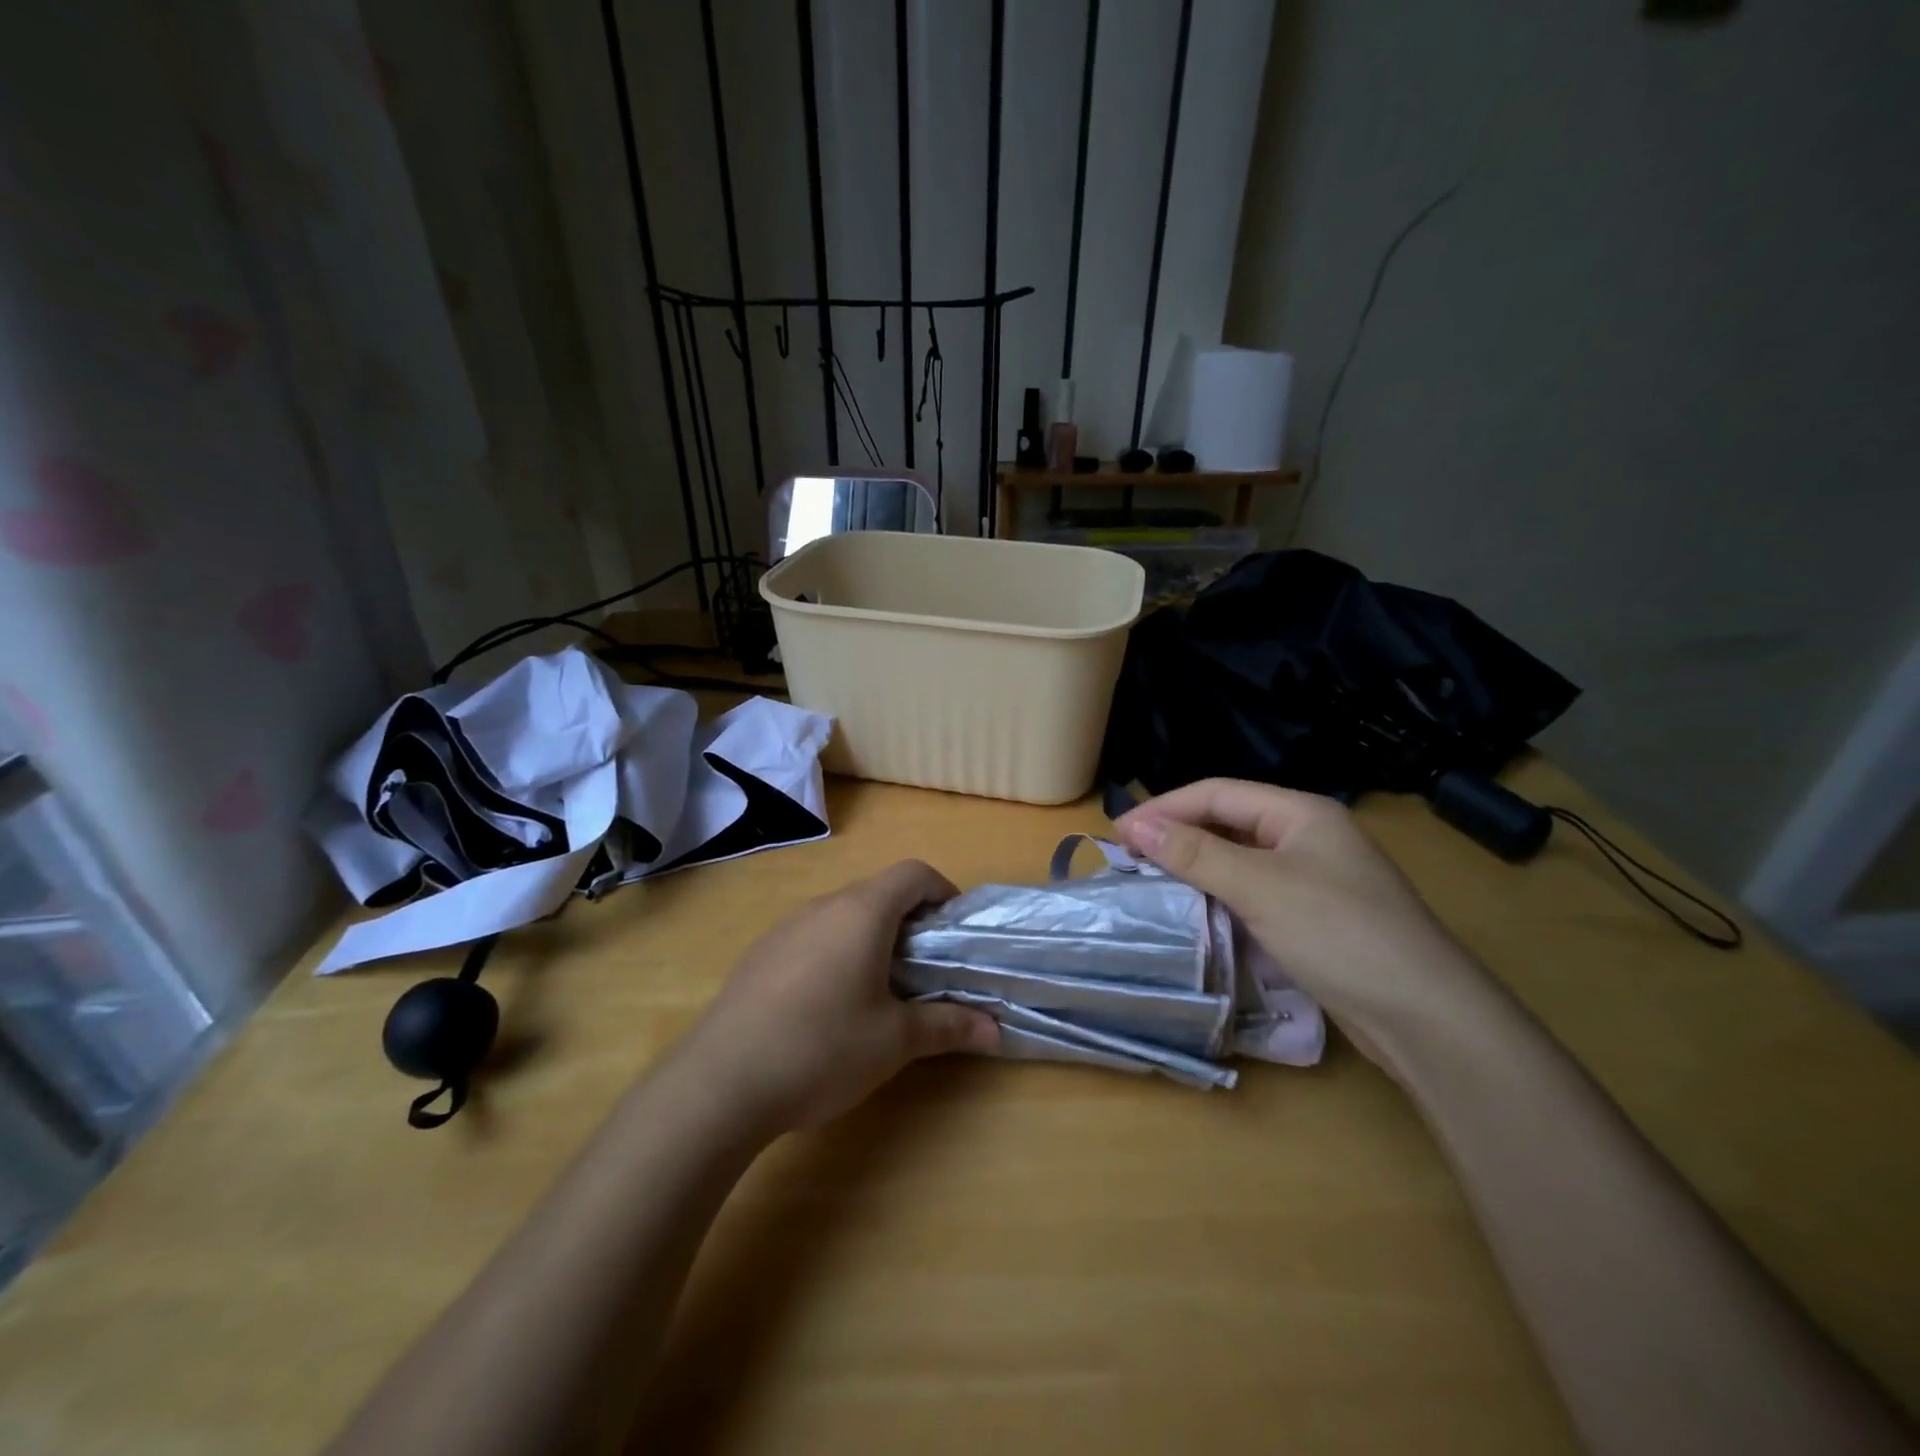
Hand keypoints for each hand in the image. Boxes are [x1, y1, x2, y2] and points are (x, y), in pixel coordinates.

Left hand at [681, 860, 998, 1133]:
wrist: (720, 1081)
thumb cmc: (822, 1048)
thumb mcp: (894, 1041)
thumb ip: (947, 1026)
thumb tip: (995, 1030)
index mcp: (862, 912)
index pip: (913, 873)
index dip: (942, 892)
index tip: (954, 931)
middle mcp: (823, 906)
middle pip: (878, 892)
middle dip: (910, 922)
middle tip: (925, 970)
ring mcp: (785, 927)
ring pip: (843, 915)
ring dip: (871, 938)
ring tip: (879, 990)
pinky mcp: (760, 954)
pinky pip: (812, 936)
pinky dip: (835, 952)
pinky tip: (827, 1006)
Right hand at [1115, 779, 1488, 1040]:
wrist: (1426, 1017)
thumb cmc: (1340, 933)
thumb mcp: (1260, 886)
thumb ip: (1195, 853)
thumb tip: (1135, 825)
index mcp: (1301, 812)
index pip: (1217, 793)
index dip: (1164, 808)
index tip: (1117, 834)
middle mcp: (1308, 836)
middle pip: (1228, 821)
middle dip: (1177, 835)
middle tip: (1128, 858)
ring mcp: (1315, 878)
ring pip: (1239, 858)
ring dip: (1195, 866)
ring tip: (1151, 882)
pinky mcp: (1316, 917)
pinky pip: (1254, 891)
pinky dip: (1220, 895)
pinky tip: (1196, 911)